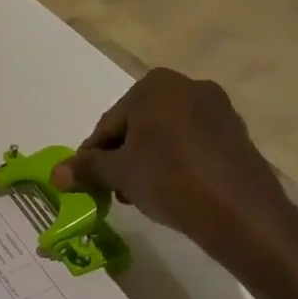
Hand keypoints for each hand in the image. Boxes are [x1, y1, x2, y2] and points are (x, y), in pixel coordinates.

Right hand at [52, 68, 297, 272]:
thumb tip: (55, 174)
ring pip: (165, 136)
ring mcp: (218, 110)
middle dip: (122, 156)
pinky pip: (192, 145)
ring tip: (141, 194)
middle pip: (137, 126)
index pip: (109, 123)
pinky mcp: (237, 135)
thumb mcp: (118, 173)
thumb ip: (86, 168)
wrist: (242, 213)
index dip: (94, 154)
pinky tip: (171, 191)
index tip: (89, 180)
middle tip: (114, 189)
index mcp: (156, 85)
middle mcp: (189, 86)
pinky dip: (175, 163)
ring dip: (146, 161)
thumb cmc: (170, 180)